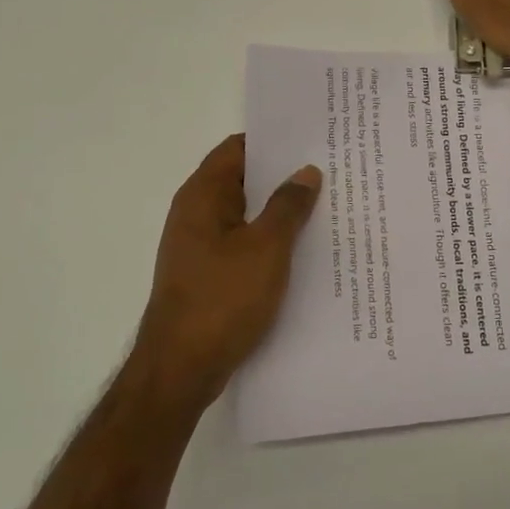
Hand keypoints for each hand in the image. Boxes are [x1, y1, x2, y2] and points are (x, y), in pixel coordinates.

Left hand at [128, 134, 321, 417]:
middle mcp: (196, 213)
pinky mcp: (207, 274)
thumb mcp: (267, 247)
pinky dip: (269, 238)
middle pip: (243, 179)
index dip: (273, 140)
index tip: (312, 138)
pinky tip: (302, 248)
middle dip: (282, 174)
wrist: (180, 371)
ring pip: (246, 213)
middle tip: (329, 169)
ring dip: (278, 210)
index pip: (238, 148)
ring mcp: (200, 245)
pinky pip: (243, 242)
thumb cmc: (222, 299)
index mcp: (203, 196)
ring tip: (325, 205)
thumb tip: (306, 172)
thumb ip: (288, 206)